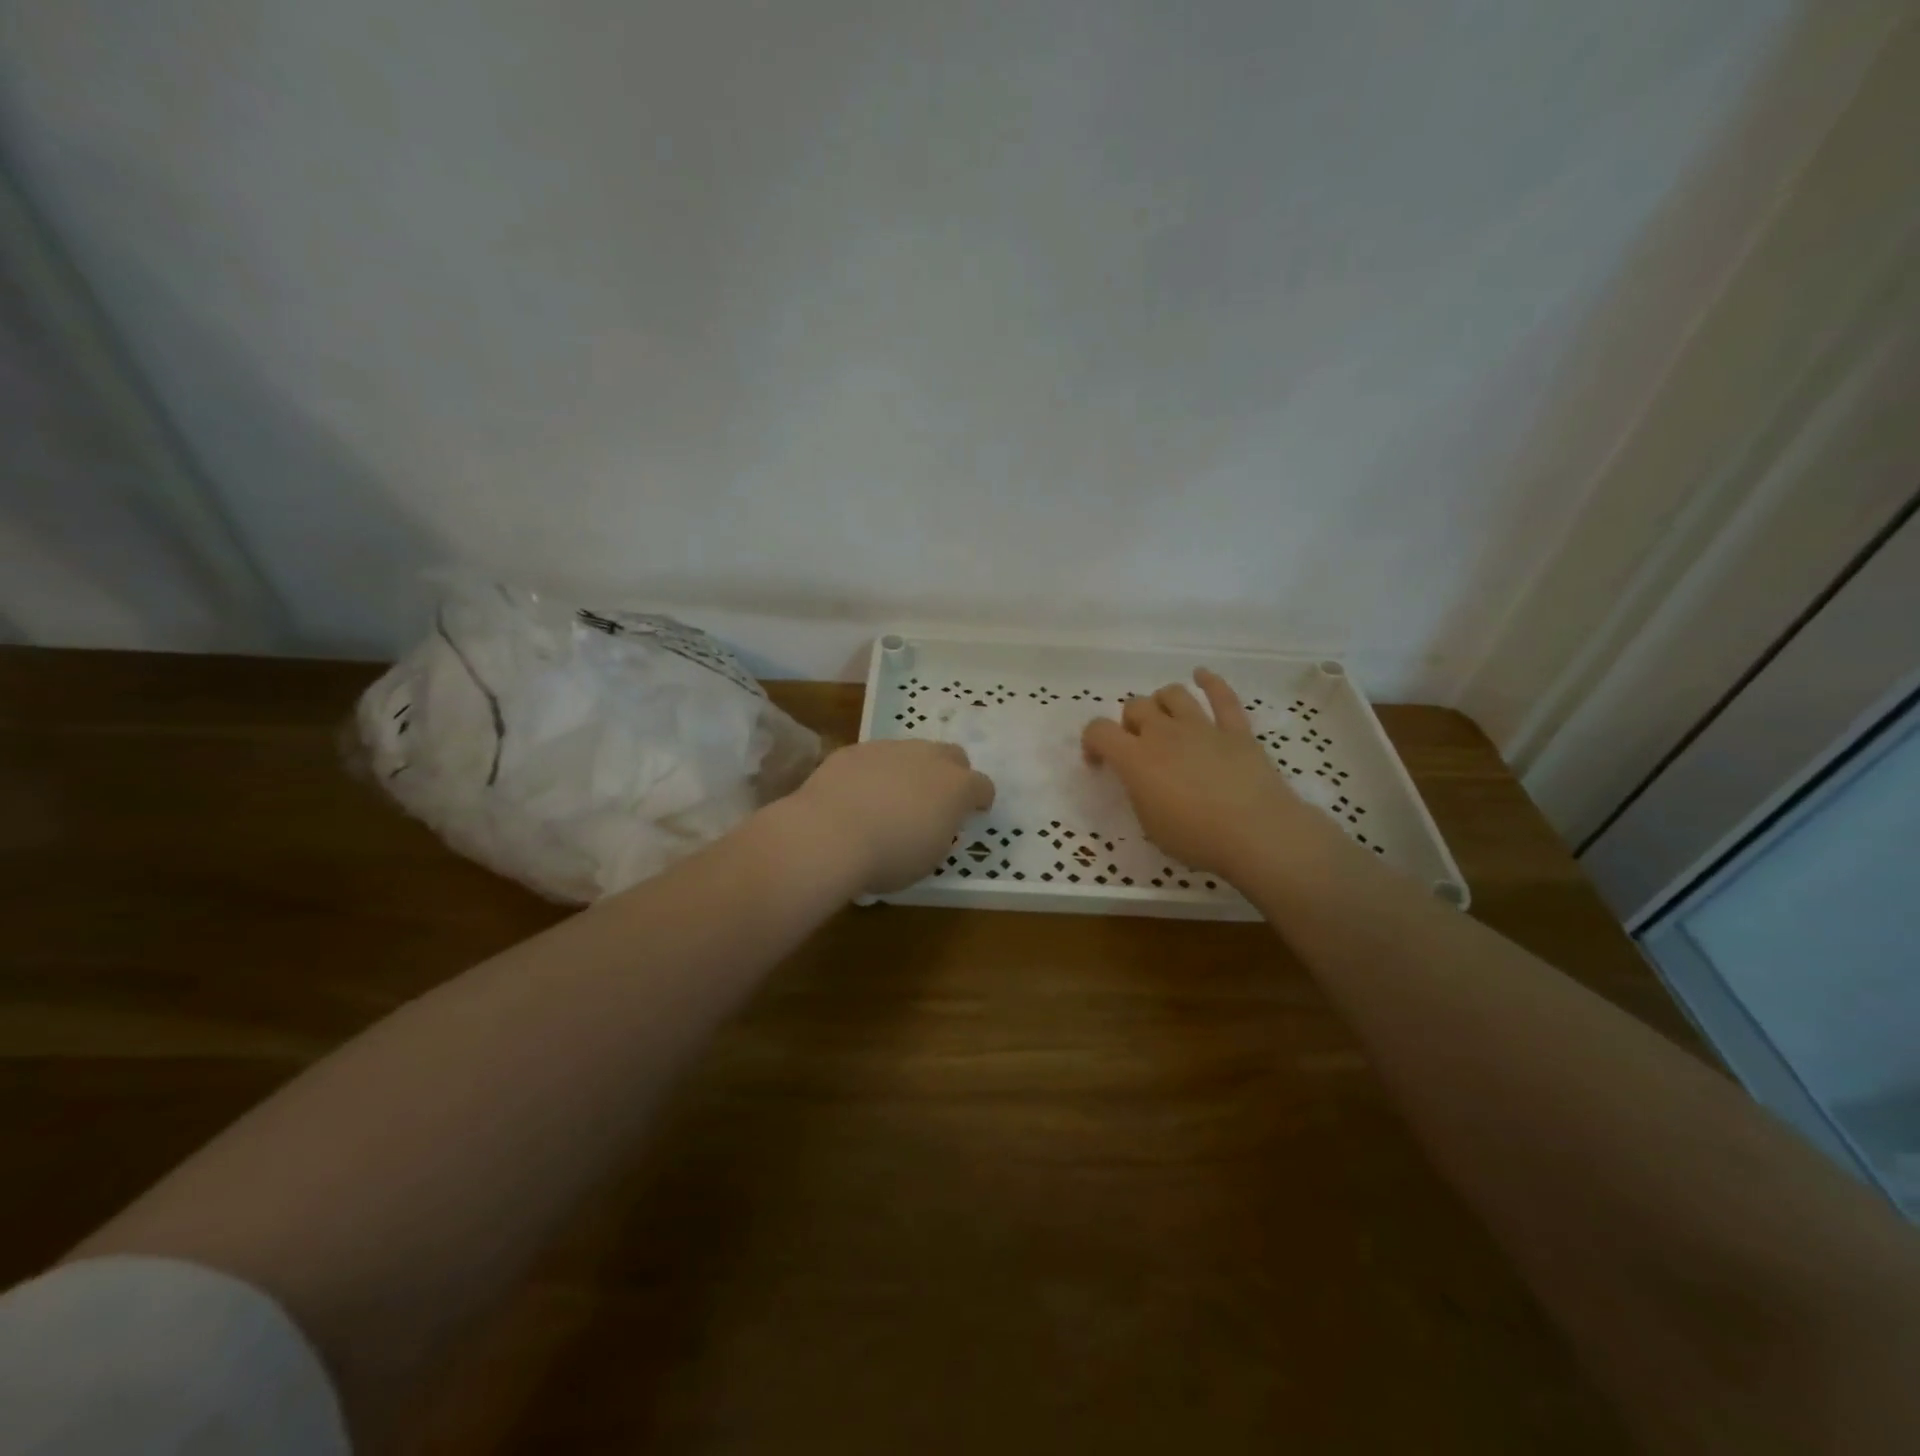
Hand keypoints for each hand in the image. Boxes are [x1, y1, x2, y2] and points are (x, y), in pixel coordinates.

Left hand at [788, 739, 995, 895]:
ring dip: (912, 770)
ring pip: (912, 751)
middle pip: (953, 755)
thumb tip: (934, 825)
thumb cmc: (890, 857)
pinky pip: (875, 757)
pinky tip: (859, 795)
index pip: (983, 786)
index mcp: (956, 787)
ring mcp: (890, 748)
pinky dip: (875, 772)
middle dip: (951, 774)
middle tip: (937, 799)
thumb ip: (940, 834)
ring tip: (893, 797)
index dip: (980, 800)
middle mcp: (928, 758)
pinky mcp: (856, 750)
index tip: (973, 813)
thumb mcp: (929, 858)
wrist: (829, 834)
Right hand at [1081, 668, 1317, 878]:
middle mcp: (1164, 733)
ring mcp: (1201, 727)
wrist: (1256, 834)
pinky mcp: (1236, 731)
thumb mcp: (1150, 824)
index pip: (1098, 730)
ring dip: (1162, 703)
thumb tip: (1142, 779)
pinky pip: (1223, 697)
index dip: (1091, 742)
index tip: (1098, 762)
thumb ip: (1139, 792)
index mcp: (1136, 759)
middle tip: (1138, 747)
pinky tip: (1202, 676)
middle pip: (1135, 706)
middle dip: (1130, 723)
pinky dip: (1211, 682)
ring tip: (1165, 720)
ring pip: (1173, 694)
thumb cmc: (1196, 839)